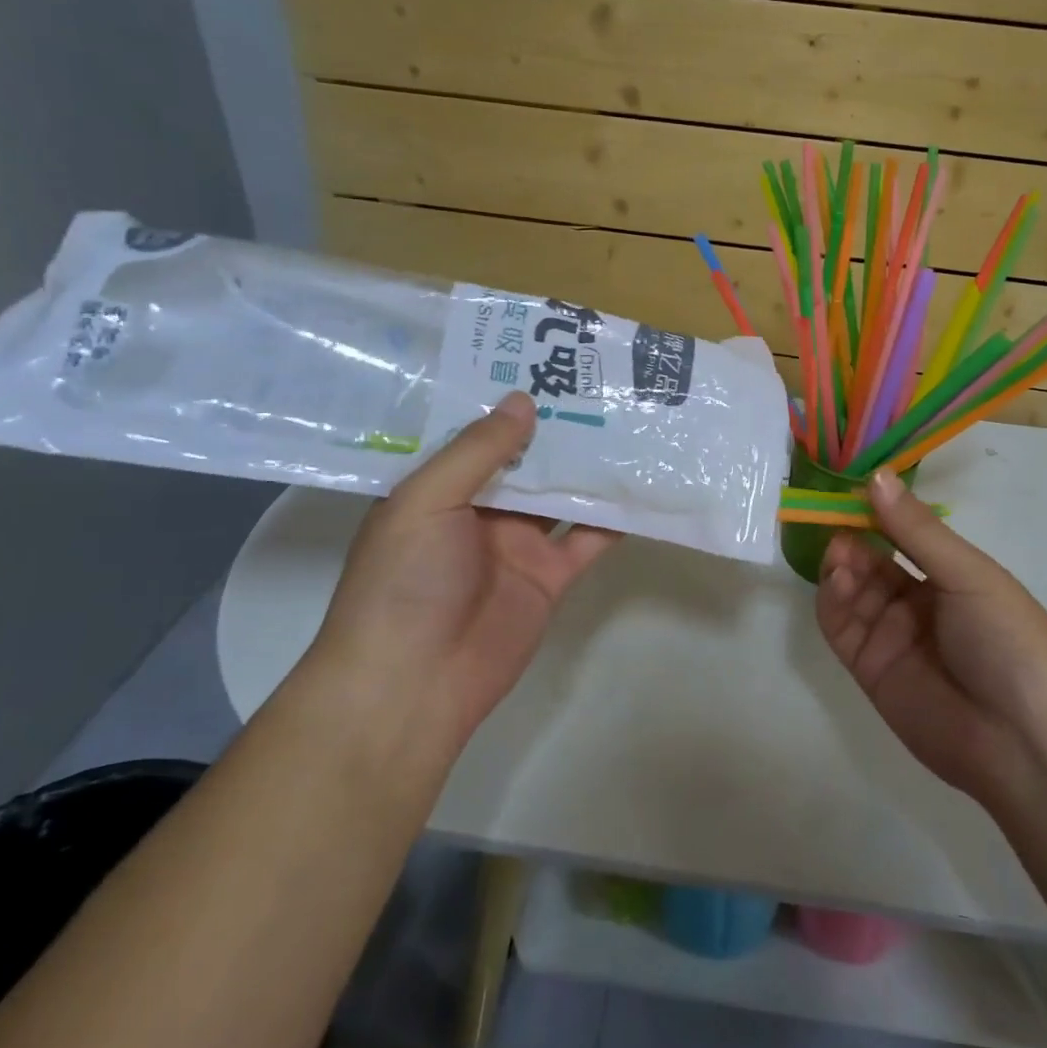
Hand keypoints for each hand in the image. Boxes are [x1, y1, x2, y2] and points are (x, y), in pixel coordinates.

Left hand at [314, 392, 617, 751]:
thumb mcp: (426, 502)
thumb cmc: (404, 582)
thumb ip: (477, 451)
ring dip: (590, 466)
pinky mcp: (551, 576)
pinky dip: (614, 517)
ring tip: (629, 422)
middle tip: (601, 383)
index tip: (545, 362)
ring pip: (562, 494)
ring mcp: (519, 544)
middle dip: (558, 428)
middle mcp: (481, 511)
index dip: (507, 402)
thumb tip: (523, 399)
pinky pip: (588, 538)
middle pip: (527, 460)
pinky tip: (642, 486)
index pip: (478, 434)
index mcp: (440, 488)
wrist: (414, 685)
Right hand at [816, 469, 1046, 809]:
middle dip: (852, 537)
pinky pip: (840, 626)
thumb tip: (876, 476)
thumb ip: (917, 530)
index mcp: (951, 575)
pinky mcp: (869, 668)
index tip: (851, 489)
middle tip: (836, 522)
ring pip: (851, 589)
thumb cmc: (1009, 640)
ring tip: (839, 554)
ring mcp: (891, 635)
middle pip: (872, 560)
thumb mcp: (969, 575)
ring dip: (840, 565)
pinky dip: (831, 600)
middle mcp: (918, 602)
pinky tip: (837, 580)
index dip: (878, 511)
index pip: (904, 534)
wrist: (1025, 741)